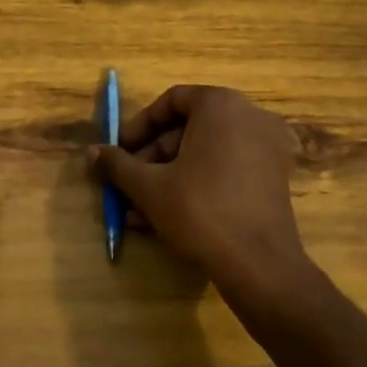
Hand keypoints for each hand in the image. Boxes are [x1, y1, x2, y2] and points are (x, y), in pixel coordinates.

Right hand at [91, 86, 312, 306]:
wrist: (259, 264)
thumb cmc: (200, 211)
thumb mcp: (150, 187)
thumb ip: (118, 164)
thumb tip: (92, 152)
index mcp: (221, 105)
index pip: (171, 101)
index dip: (140, 126)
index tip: (120, 151)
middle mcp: (249, 116)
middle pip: (189, 128)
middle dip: (153, 158)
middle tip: (128, 184)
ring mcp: (267, 147)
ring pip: (206, 153)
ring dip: (169, 176)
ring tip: (138, 209)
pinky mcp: (274, 177)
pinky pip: (227, 169)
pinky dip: (198, 184)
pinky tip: (167, 216)